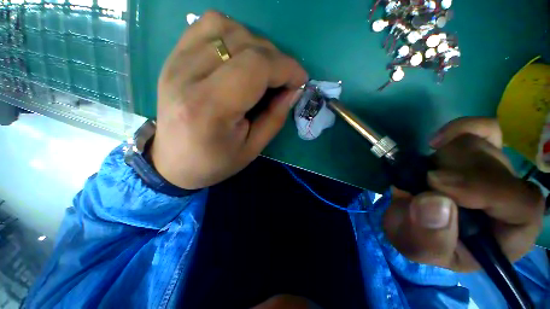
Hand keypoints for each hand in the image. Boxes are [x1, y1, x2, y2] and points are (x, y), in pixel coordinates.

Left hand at [151, 11, 307, 188]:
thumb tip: (294, 89)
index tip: (300, 80)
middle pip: (244, 43)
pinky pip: (208, 26)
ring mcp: (176, 61)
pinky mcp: (173, 57)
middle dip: (276, 59)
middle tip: (283, 80)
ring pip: (227, 27)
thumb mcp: (252, 148)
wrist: (173, 161)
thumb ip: (275, 117)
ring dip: (256, 45)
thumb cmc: (214, 162)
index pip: (255, 67)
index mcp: (208, 108)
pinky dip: (233, 35)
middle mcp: (187, 75)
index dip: (286, 68)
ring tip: (262, 70)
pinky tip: (239, 57)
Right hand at [383, 117, 544, 271]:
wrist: (410, 220)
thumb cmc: (419, 240)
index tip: (436, 183)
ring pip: (481, 146)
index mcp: (507, 234)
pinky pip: (484, 129)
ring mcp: (496, 172)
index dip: (484, 189)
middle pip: (497, 168)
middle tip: (423, 183)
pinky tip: (438, 141)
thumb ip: (428, 237)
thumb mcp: (417, 248)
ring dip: (443, 160)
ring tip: (423, 178)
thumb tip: (436, 201)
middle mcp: (510, 200)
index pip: (522, 205)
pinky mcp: (479, 154)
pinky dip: (461, 129)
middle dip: (453, 173)